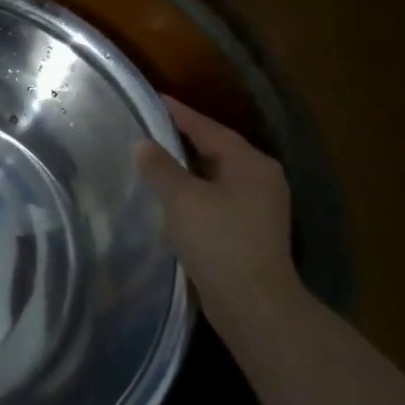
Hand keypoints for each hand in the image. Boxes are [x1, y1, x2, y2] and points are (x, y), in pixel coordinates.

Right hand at [136, 96, 302, 345]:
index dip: (178, 113)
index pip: (207, 127)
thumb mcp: (182, 199)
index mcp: (250, 163)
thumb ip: (160, 167)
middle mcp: (261, 178)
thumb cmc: (219, 242)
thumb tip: (143, 144)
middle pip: (215, 149)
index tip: (152, 98)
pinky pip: (217, 199)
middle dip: (182, 140)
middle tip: (148, 129)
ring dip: (187, 169)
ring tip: (153, 161)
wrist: (254, 306)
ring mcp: (260, 207)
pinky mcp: (251, 231)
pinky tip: (171, 198)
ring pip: (215, 176)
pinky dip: (194, 193)